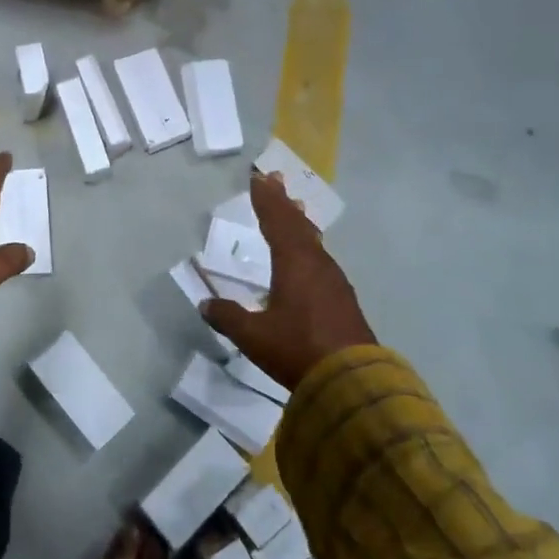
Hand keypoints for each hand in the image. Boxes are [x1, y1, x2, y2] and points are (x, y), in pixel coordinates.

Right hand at [202, 171, 375, 389]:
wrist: (353, 381)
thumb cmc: (298, 350)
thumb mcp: (253, 336)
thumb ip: (228, 317)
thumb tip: (206, 303)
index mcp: (293, 263)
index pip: (276, 221)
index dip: (266, 200)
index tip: (259, 178)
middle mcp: (315, 264)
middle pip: (297, 225)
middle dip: (284, 202)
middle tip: (276, 180)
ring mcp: (333, 280)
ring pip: (312, 241)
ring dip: (299, 222)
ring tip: (294, 209)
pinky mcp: (343, 298)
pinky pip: (321, 258)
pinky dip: (310, 245)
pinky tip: (310, 254)